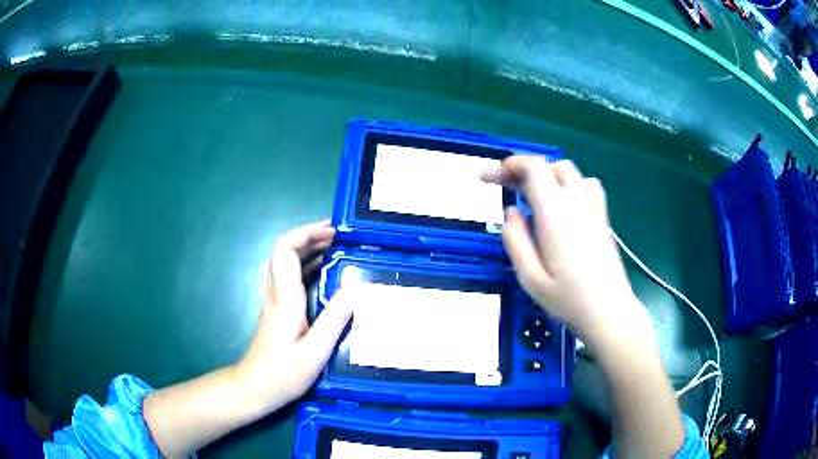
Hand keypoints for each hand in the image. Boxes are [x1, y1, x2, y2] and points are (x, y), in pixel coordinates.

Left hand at [234, 219, 354, 406]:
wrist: (255, 388)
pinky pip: (292, 279)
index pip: (285, 249)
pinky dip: (310, 268)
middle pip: (286, 251)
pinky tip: (327, 276)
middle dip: (311, 237)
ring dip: (311, 250)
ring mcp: (276, 301)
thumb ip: (335, 318)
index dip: (306, 233)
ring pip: (288, 263)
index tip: (333, 232)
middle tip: (342, 237)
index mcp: (284, 297)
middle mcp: (277, 293)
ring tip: (339, 250)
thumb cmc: (283, 374)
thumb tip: (356, 286)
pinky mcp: (279, 310)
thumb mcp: (315, 351)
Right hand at [482, 157, 651, 343]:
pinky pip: (588, 185)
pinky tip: (565, 202)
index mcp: (555, 216)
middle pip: (549, 166)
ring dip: (547, 175)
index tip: (488, 177)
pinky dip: (572, 184)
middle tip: (506, 187)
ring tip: (533, 195)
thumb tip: (511, 213)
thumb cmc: (568, 301)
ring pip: (569, 171)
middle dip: (523, 169)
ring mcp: (592, 209)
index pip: (533, 169)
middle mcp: (576, 204)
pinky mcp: (602, 218)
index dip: (508, 166)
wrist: (609, 312)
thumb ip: (515, 241)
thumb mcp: (530, 279)